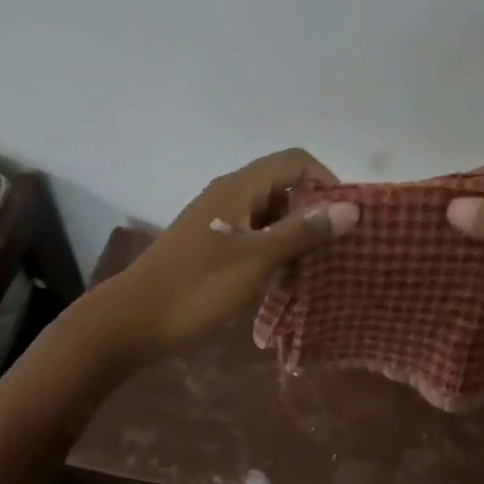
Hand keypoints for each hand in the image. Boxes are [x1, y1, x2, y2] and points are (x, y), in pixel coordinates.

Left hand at [92, 148, 359, 365]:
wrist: (132, 322)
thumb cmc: (197, 287)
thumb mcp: (257, 258)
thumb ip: (303, 231)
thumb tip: (352, 208)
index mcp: (239, 187)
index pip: (295, 161)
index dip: (325, 181)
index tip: (345, 218)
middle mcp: (229, 195)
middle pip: (284, 186)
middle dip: (314, 211)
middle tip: (337, 248)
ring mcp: (218, 222)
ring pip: (270, 215)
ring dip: (296, 234)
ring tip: (317, 267)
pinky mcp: (211, 247)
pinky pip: (254, 237)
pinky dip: (274, 250)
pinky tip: (285, 280)